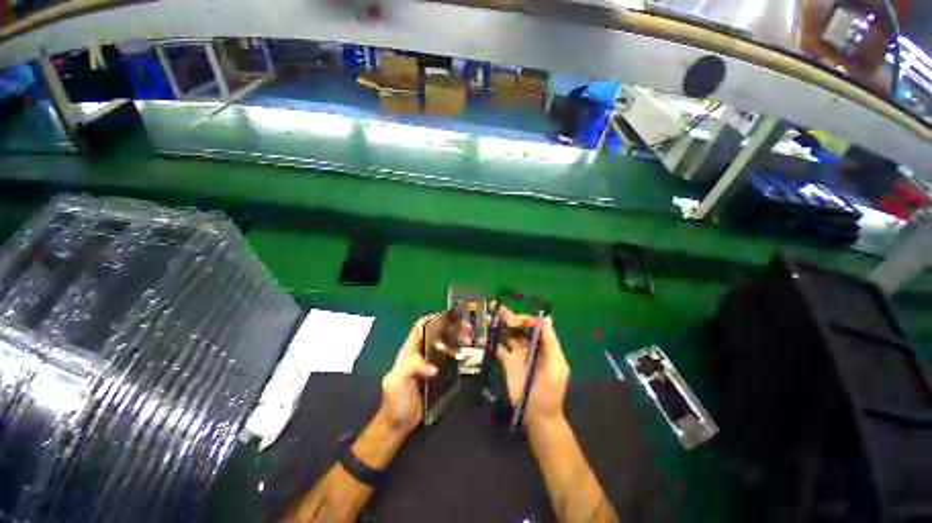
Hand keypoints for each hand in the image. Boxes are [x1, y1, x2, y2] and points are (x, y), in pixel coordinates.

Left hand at [379, 314, 472, 434]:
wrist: (399, 422)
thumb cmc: (396, 400)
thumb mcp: (397, 381)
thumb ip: (411, 368)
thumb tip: (434, 368)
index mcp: (410, 349)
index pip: (421, 326)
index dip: (434, 318)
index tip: (449, 316)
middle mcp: (420, 351)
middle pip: (436, 332)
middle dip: (451, 327)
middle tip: (466, 327)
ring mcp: (429, 362)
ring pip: (444, 343)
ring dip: (456, 338)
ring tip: (469, 338)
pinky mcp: (437, 372)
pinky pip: (448, 358)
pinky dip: (458, 352)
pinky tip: (467, 353)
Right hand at [494, 306, 569, 429]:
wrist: (537, 416)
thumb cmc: (549, 392)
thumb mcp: (556, 367)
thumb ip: (551, 342)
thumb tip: (547, 318)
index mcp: (544, 345)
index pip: (535, 325)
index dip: (525, 319)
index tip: (514, 320)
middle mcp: (531, 346)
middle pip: (520, 327)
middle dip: (510, 318)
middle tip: (498, 311)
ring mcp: (519, 354)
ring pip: (509, 335)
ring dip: (500, 326)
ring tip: (489, 318)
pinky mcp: (508, 363)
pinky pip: (499, 349)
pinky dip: (492, 342)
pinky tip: (484, 338)